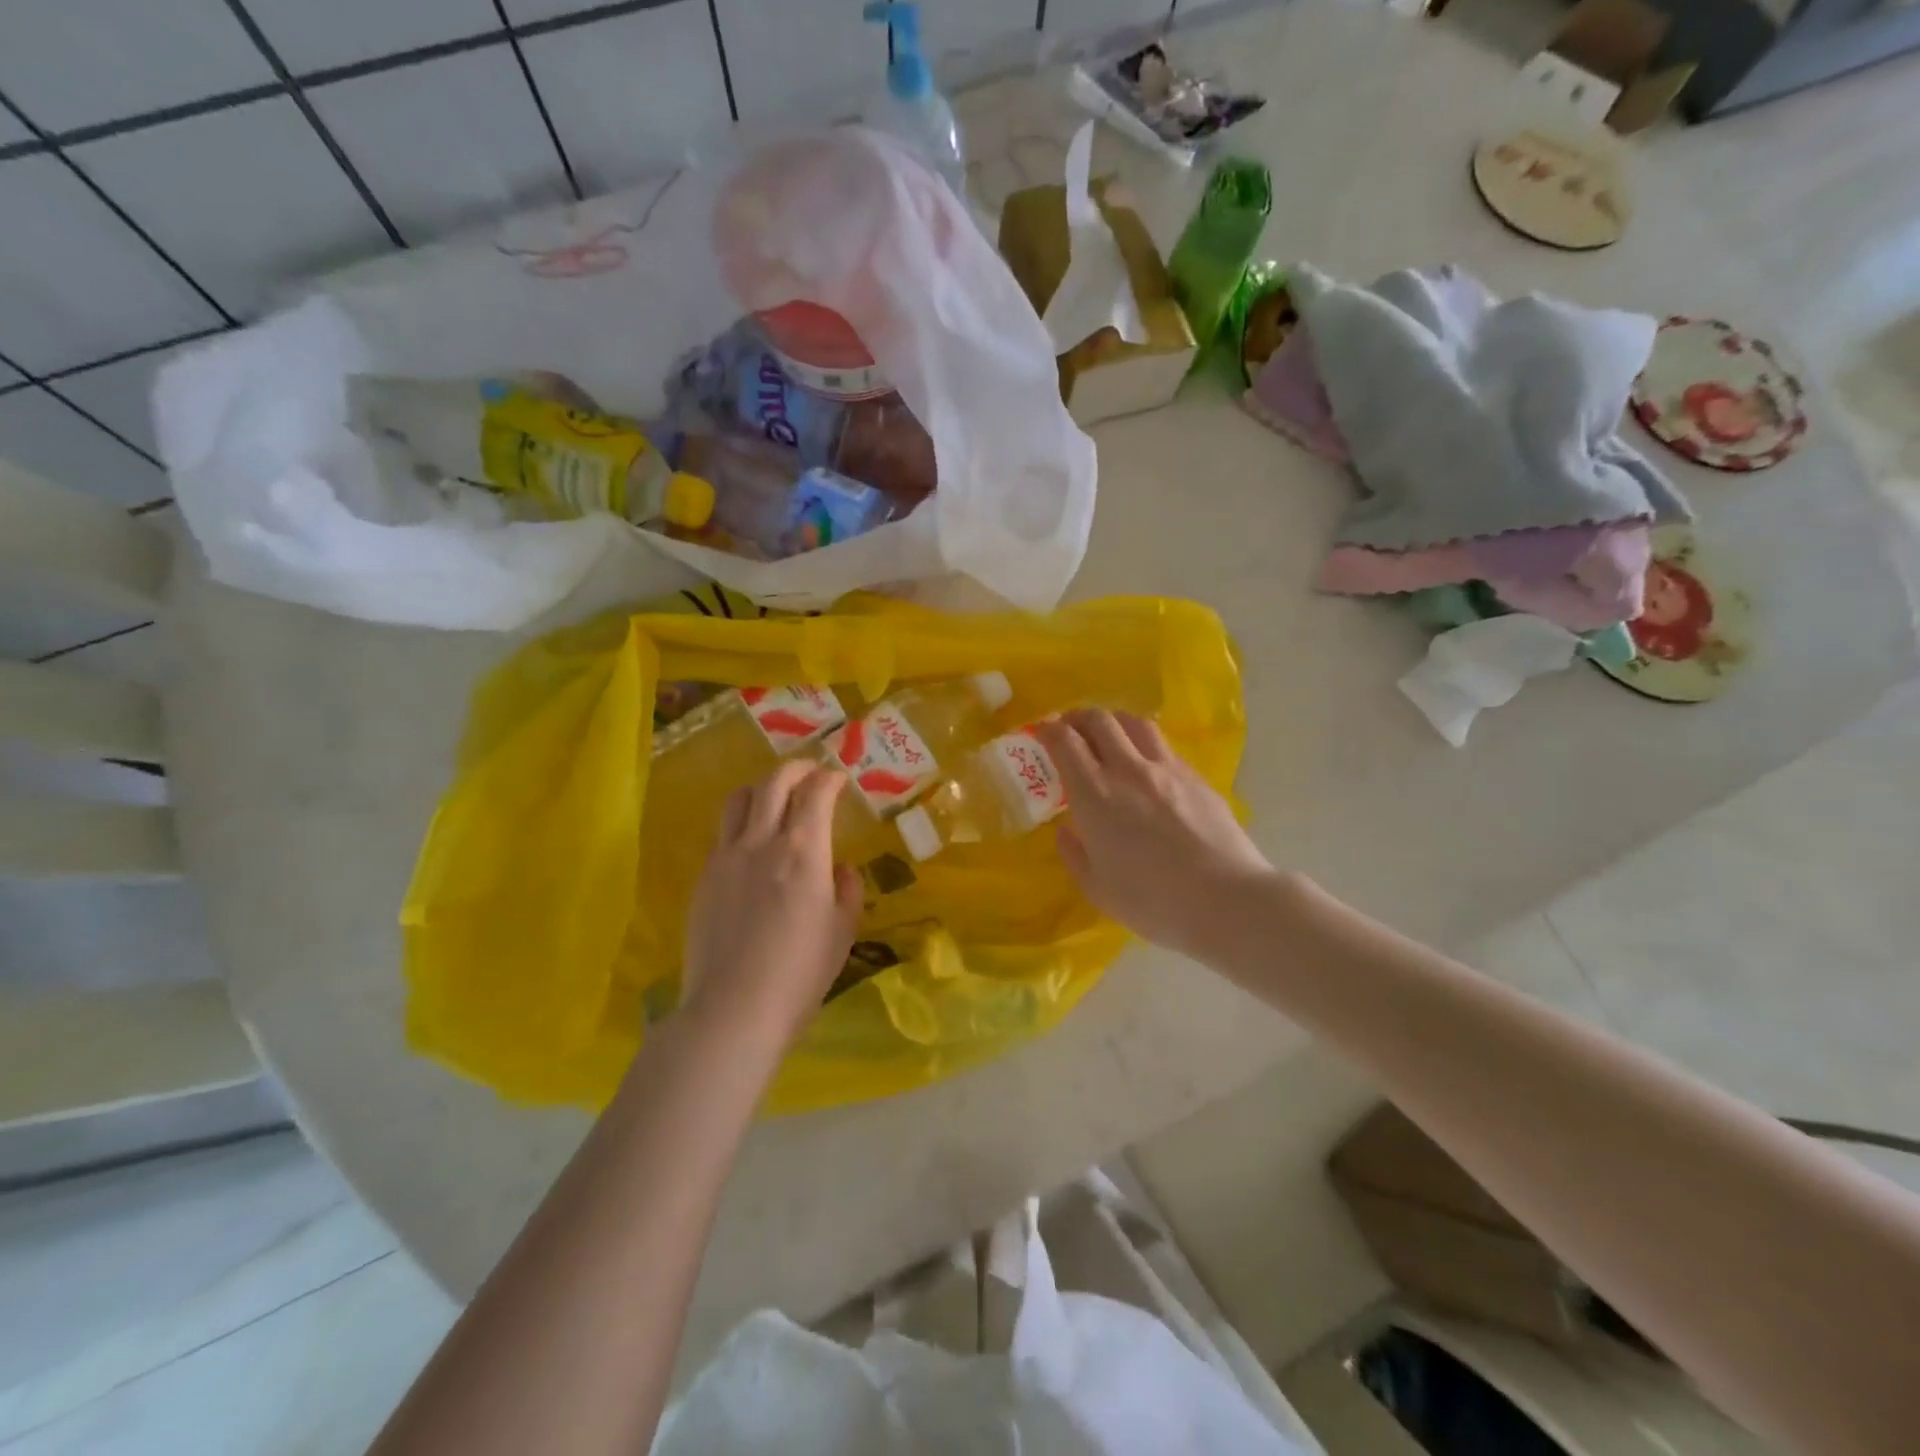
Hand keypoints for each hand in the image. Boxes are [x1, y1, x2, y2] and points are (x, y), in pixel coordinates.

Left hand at [681, 760, 862, 1047]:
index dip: (830, 779)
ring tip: (776, 797)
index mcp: (803, 852)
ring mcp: (726, 857)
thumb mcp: (842, 932)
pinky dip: (743, 822)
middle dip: (797, 769)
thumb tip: (840, 869)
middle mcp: (762, 842)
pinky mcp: (704, 877)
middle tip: (811, 772)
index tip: (840, 779)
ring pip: (740, 799)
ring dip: (763, 787)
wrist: (733, 1010)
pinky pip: (723, 833)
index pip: (816, 793)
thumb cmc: (800, 974)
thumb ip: (847, 890)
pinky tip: (752, 844)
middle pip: (774, 783)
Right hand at [1035, 709, 1274, 959]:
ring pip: (1135, 723)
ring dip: (1114, 722)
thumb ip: (1074, 854)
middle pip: (1099, 720)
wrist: (1227, 900)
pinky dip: (1144, 744)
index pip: (1065, 741)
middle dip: (1077, 717)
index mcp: (1095, 795)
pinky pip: (1163, 746)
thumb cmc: (1154, 901)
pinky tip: (1146, 765)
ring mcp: (1167, 769)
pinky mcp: (1197, 777)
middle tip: (1069, 729)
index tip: (1041, 733)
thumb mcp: (1097, 888)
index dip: (1048, 730)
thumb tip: (1066, 829)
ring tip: (1108, 736)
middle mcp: (1128, 770)